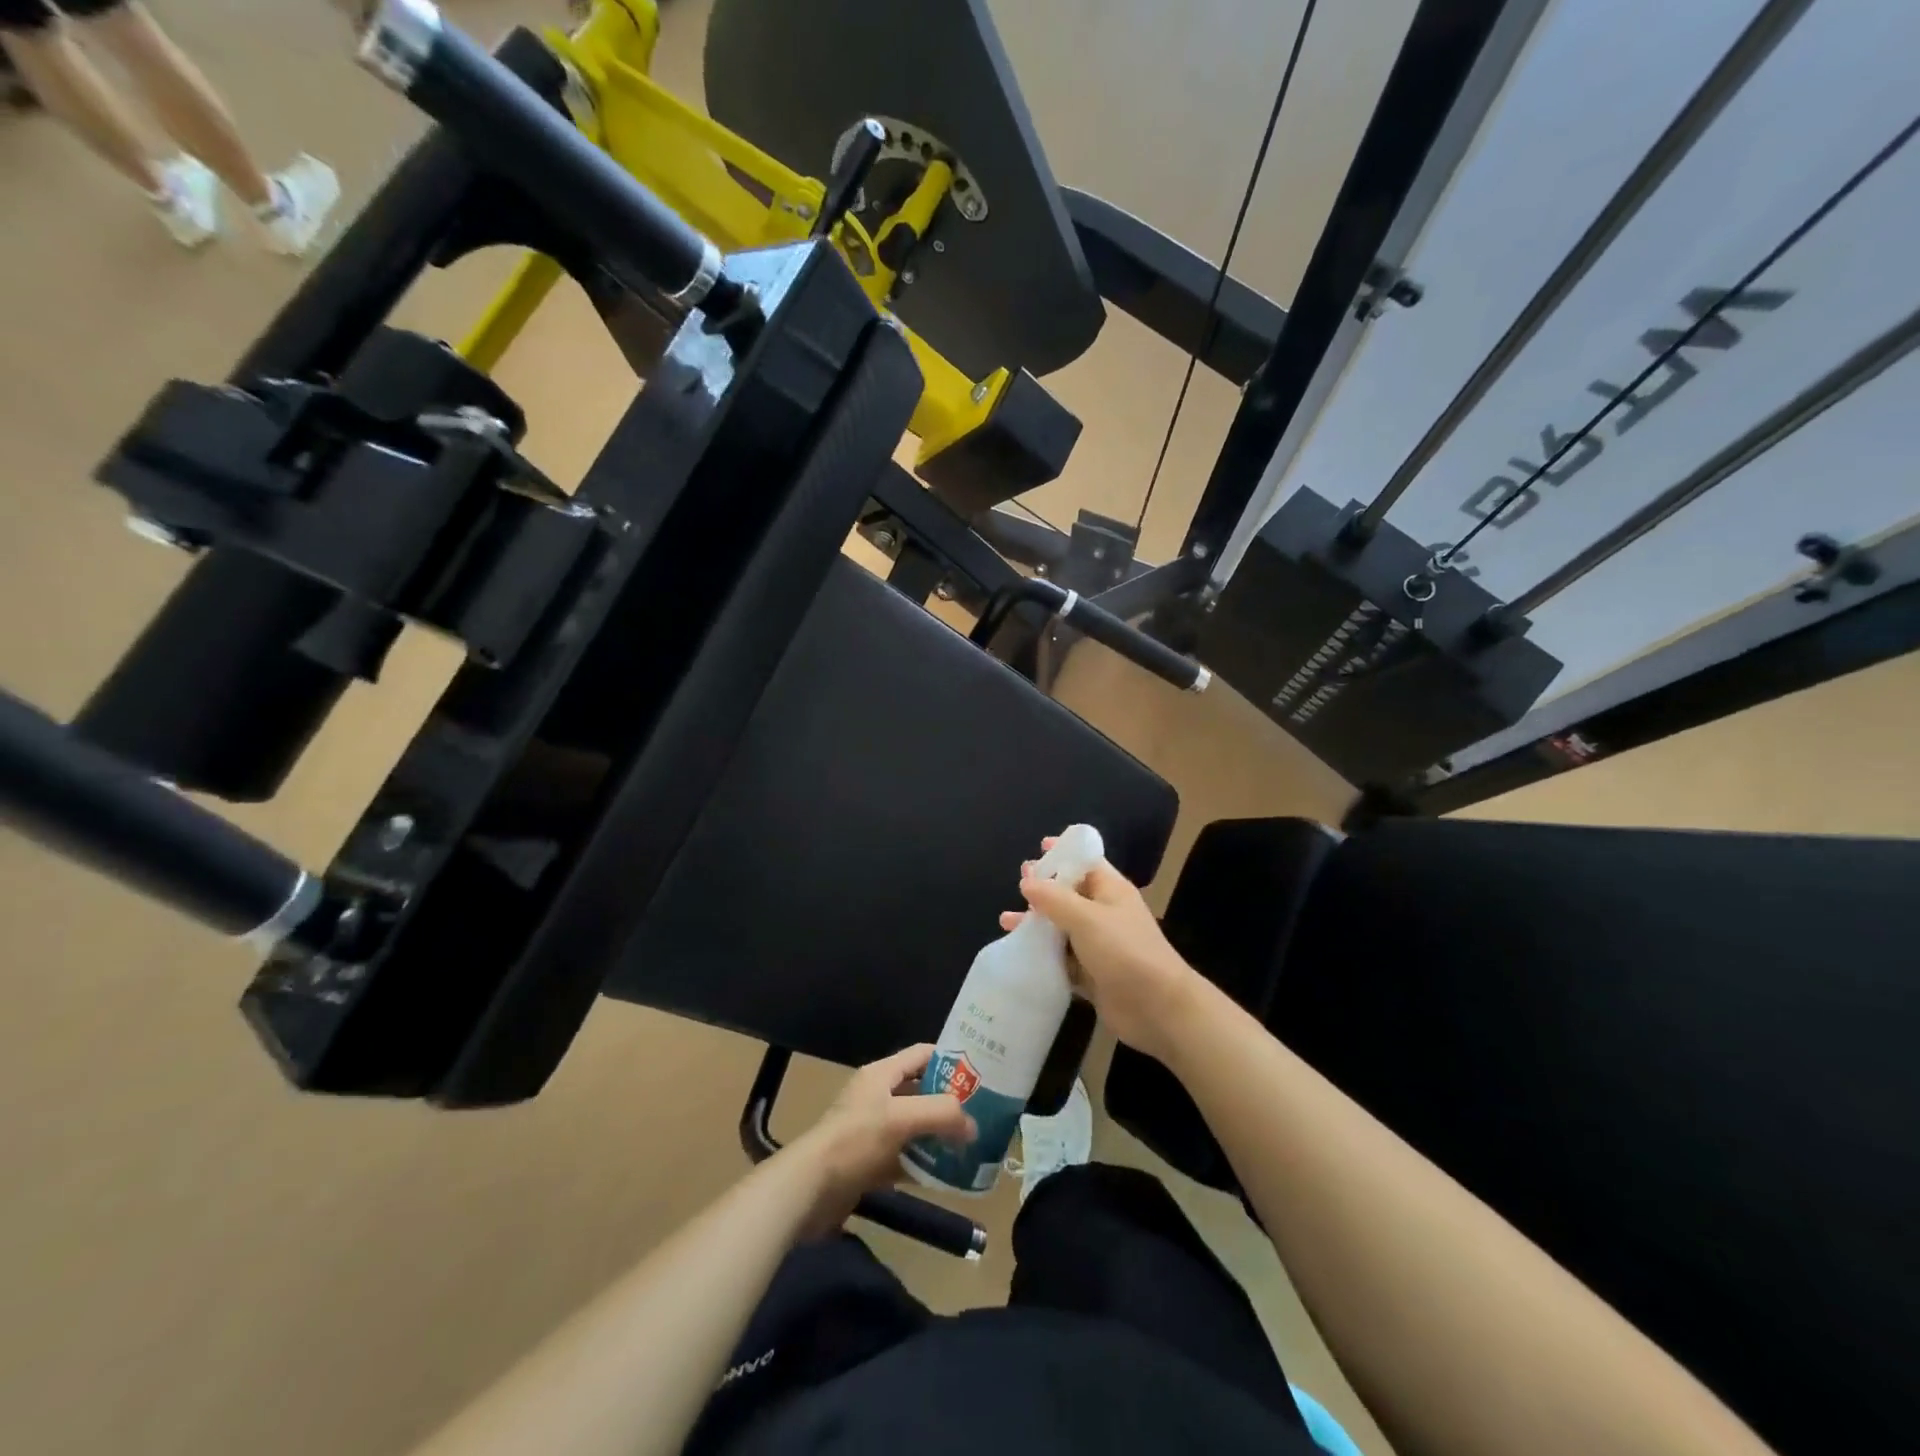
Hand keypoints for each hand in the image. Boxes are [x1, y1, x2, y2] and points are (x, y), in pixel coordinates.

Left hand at [789, 1044, 975, 1236]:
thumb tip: (973, 1125)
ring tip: (971, 1146)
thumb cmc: (854, 1141)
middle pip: (921, 1092)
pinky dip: (925, 1165)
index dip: (951, 1060)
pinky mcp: (869, 1163)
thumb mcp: (901, 1118)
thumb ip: (941, 1114)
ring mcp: (873, 1131)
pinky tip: (947, 1176)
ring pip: (915, 1127)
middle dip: (949, 1103)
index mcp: (881, 1074)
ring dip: (939, 1136)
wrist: (809, 1190)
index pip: (922, 1054)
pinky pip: (905, 1158)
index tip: (980, 1074)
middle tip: (981, 1115)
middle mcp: (877, 1097)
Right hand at [1000, 842, 1201, 1062]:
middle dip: (1044, 889)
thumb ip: (1054, 899)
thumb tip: (1027, 881)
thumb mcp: (1086, 918)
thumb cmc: (1125, 952)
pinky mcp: (1092, 974)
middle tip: (1018, 884)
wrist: (1158, 1009)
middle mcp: (1104, 913)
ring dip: (1036, 924)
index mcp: (1110, 890)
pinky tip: (1019, 955)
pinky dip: (1042, 955)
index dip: (1064, 853)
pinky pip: (1062, 959)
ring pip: (1061, 928)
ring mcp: (1098, 945)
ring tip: (1006, 922)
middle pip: (1069, 894)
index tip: (1039, 847)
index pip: (1085, 862)